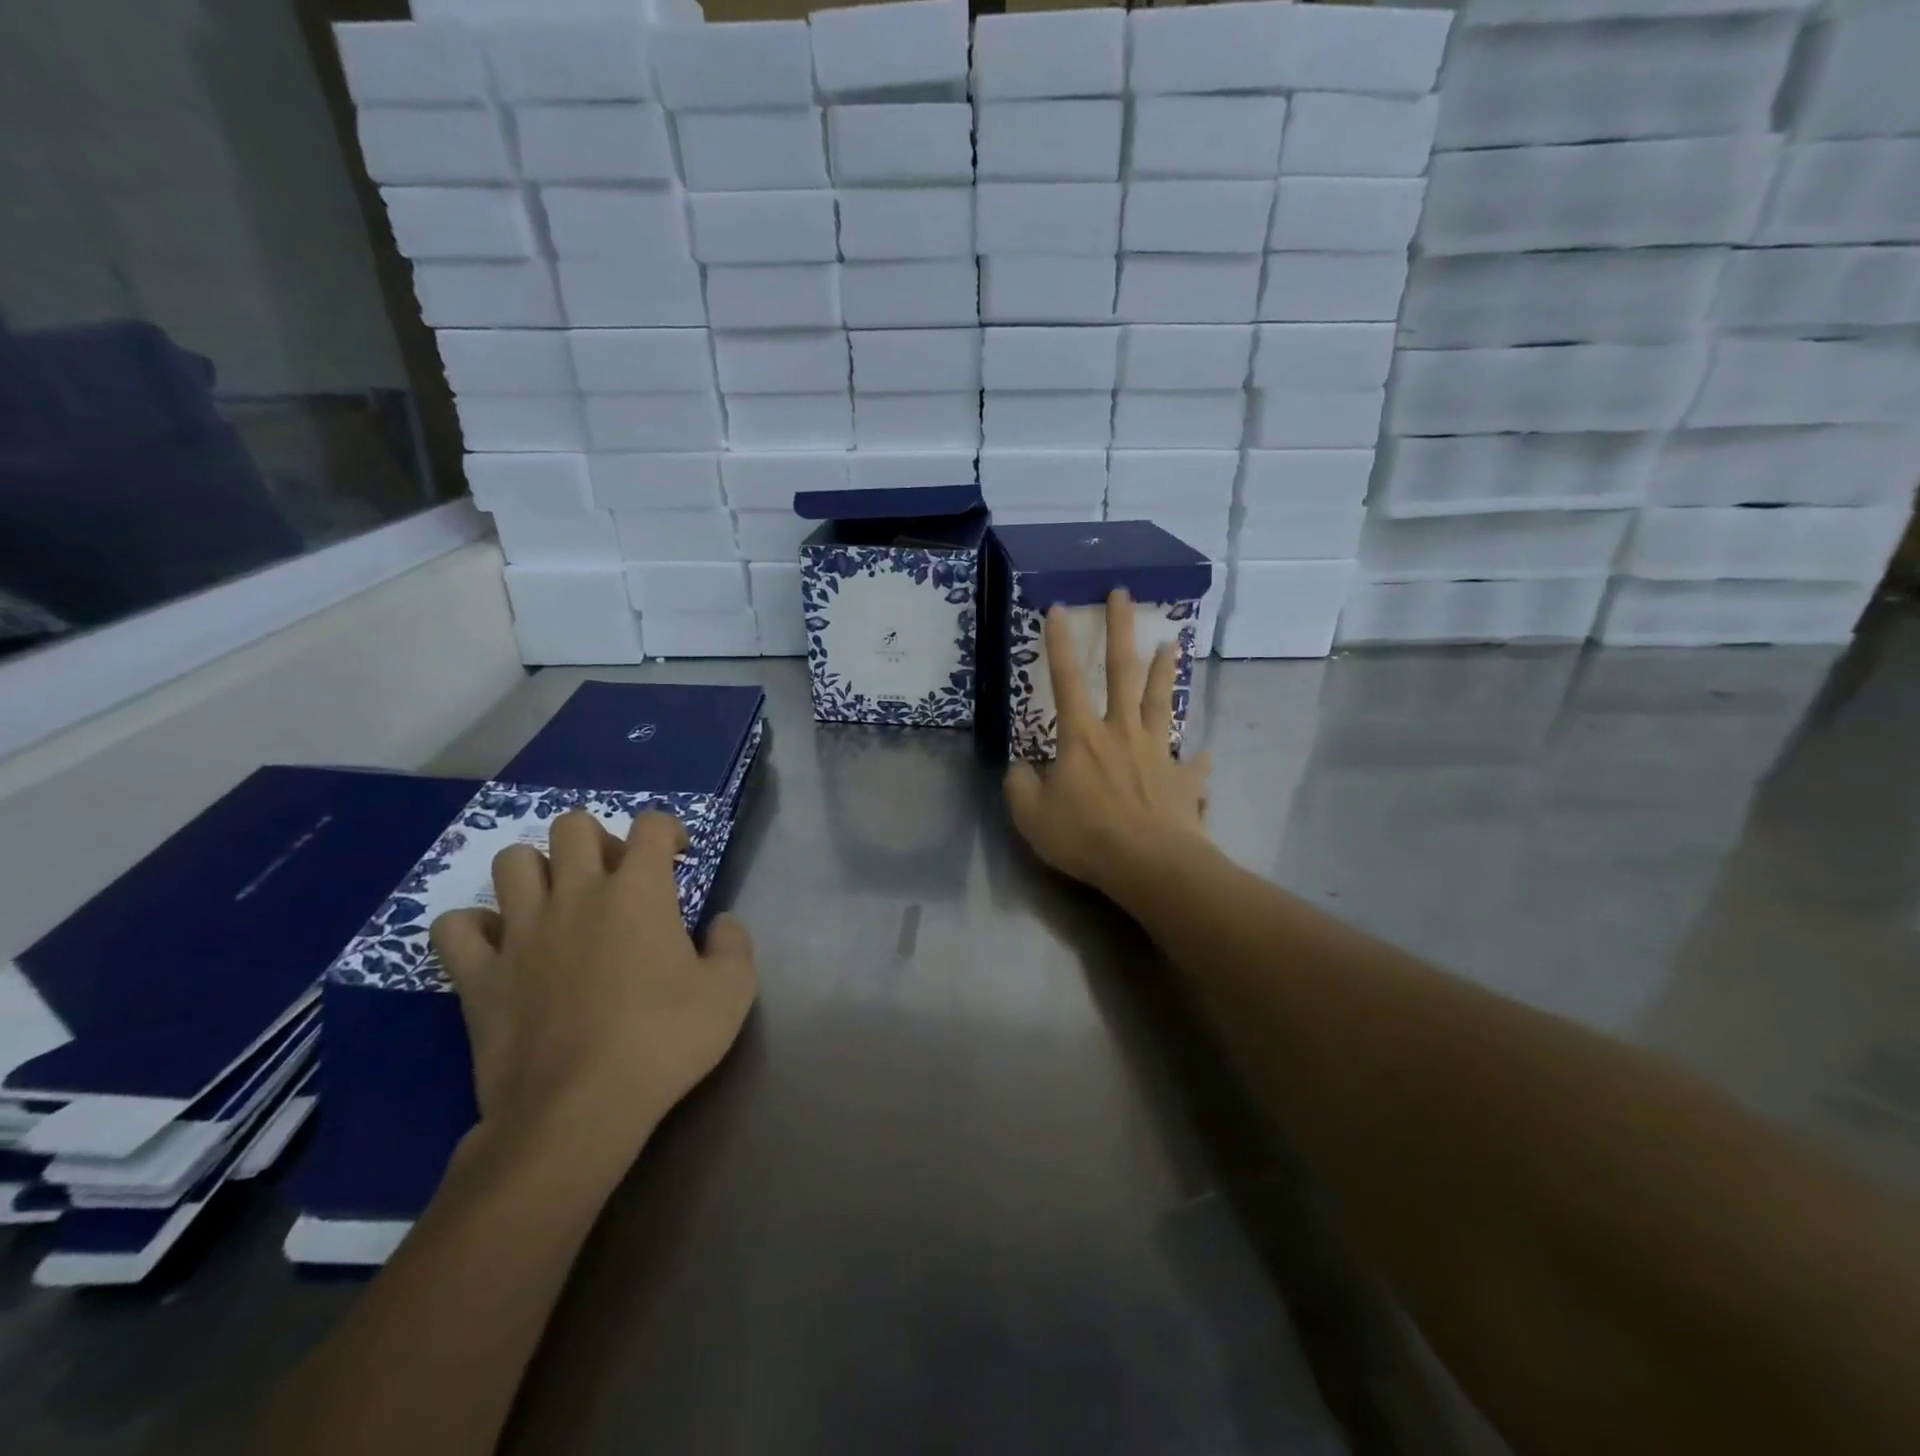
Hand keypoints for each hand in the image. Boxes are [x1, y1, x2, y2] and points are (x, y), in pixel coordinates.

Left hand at [429, 812, 756, 1158]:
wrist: (579, 1109)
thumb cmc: (664, 1041)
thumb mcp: (732, 991)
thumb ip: (734, 944)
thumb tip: (721, 922)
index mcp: (638, 891)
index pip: (651, 825)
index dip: (669, 830)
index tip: (678, 857)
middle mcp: (576, 894)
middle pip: (572, 826)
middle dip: (598, 839)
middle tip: (616, 879)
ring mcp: (520, 931)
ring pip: (511, 862)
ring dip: (538, 871)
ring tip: (559, 903)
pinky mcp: (479, 974)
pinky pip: (455, 927)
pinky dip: (475, 927)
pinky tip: (501, 946)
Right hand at [1004, 590, 1211, 904]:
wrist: (1149, 865)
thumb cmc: (1085, 837)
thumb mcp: (1031, 816)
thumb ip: (1020, 786)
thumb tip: (1020, 768)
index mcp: (1082, 737)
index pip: (1066, 680)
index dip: (1060, 643)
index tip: (1059, 608)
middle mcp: (1121, 732)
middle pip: (1123, 672)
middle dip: (1121, 630)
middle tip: (1124, 595)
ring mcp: (1157, 752)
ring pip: (1160, 702)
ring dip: (1164, 672)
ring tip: (1173, 644)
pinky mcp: (1183, 781)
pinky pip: (1191, 766)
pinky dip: (1196, 760)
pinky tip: (1203, 755)